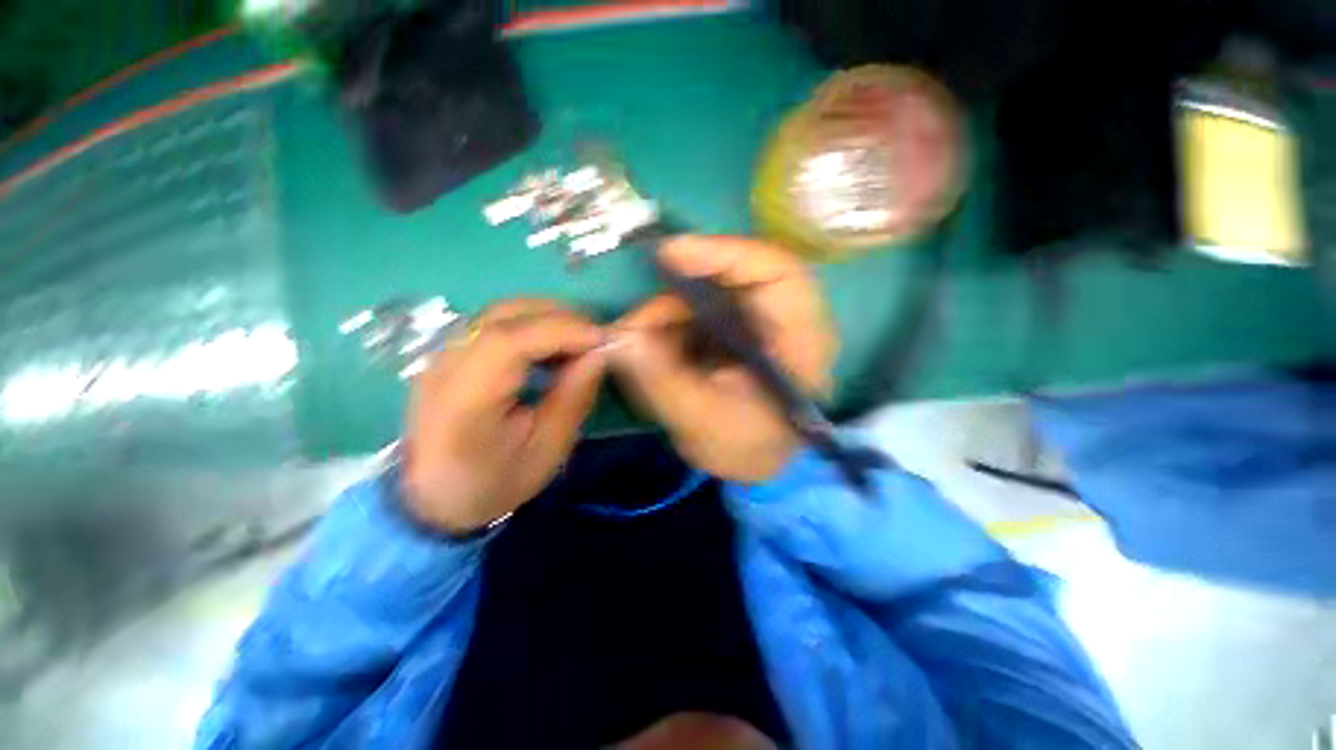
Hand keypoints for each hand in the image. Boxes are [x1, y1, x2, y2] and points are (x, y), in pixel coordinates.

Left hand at [401, 301, 605, 533]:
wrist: (433, 498)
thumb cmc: (495, 481)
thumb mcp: (547, 450)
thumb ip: (573, 397)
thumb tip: (600, 353)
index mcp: (466, 400)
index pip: (511, 341)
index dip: (562, 331)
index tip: (602, 340)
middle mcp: (446, 366)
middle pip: (506, 315)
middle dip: (561, 318)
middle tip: (597, 337)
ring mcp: (443, 355)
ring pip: (502, 311)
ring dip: (548, 316)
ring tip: (580, 339)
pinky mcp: (450, 352)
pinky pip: (497, 322)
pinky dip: (532, 323)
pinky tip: (553, 344)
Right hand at [609, 236, 837, 483]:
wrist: (754, 461)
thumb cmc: (745, 448)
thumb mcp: (704, 423)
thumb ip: (663, 382)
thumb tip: (621, 338)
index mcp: (801, 339)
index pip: (776, 271)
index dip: (723, 253)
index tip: (669, 255)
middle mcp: (783, 318)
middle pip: (731, 277)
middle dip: (676, 295)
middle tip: (636, 323)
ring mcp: (755, 319)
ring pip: (705, 294)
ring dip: (664, 315)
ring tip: (634, 346)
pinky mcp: (733, 326)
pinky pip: (695, 311)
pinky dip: (666, 325)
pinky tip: (649, 350)